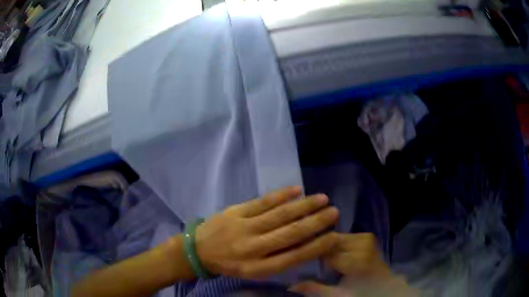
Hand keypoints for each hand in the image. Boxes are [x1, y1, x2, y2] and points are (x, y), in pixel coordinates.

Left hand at [195, 186, 339, 278]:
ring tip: (322, 199)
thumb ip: (278, 260)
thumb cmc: (230, 264)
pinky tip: (297, 190)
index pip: (294, 257)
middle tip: (334, 212)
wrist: (198, 250)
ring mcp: (244, 227)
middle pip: (290, 234)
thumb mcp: (253, 271)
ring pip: (280, 215)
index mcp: (258, 268)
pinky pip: (263, 201)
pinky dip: (282, 195)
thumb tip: (306, 245)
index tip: (334, 236)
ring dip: (304, 206)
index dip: (317, 247)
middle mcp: (253, 248)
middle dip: (316, 223)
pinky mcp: (235, 211)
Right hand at [290, 234, 408, 296]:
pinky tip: (340, 255)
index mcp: (357, 260)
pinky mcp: (367, 236)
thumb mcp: (338, 295)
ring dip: (331, 249)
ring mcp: (367, 238)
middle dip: (323, 253)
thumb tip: (290, 285)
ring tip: (332, 262)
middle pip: (331, 243)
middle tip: (321, 266)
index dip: (316, 261)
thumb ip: (315, 289)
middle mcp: (363, 244)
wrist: (384, 285)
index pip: (326, 253)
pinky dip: (339, 245)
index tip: (309, 266)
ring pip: (337, 237)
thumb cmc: (361, 292)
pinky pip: (345, 236)